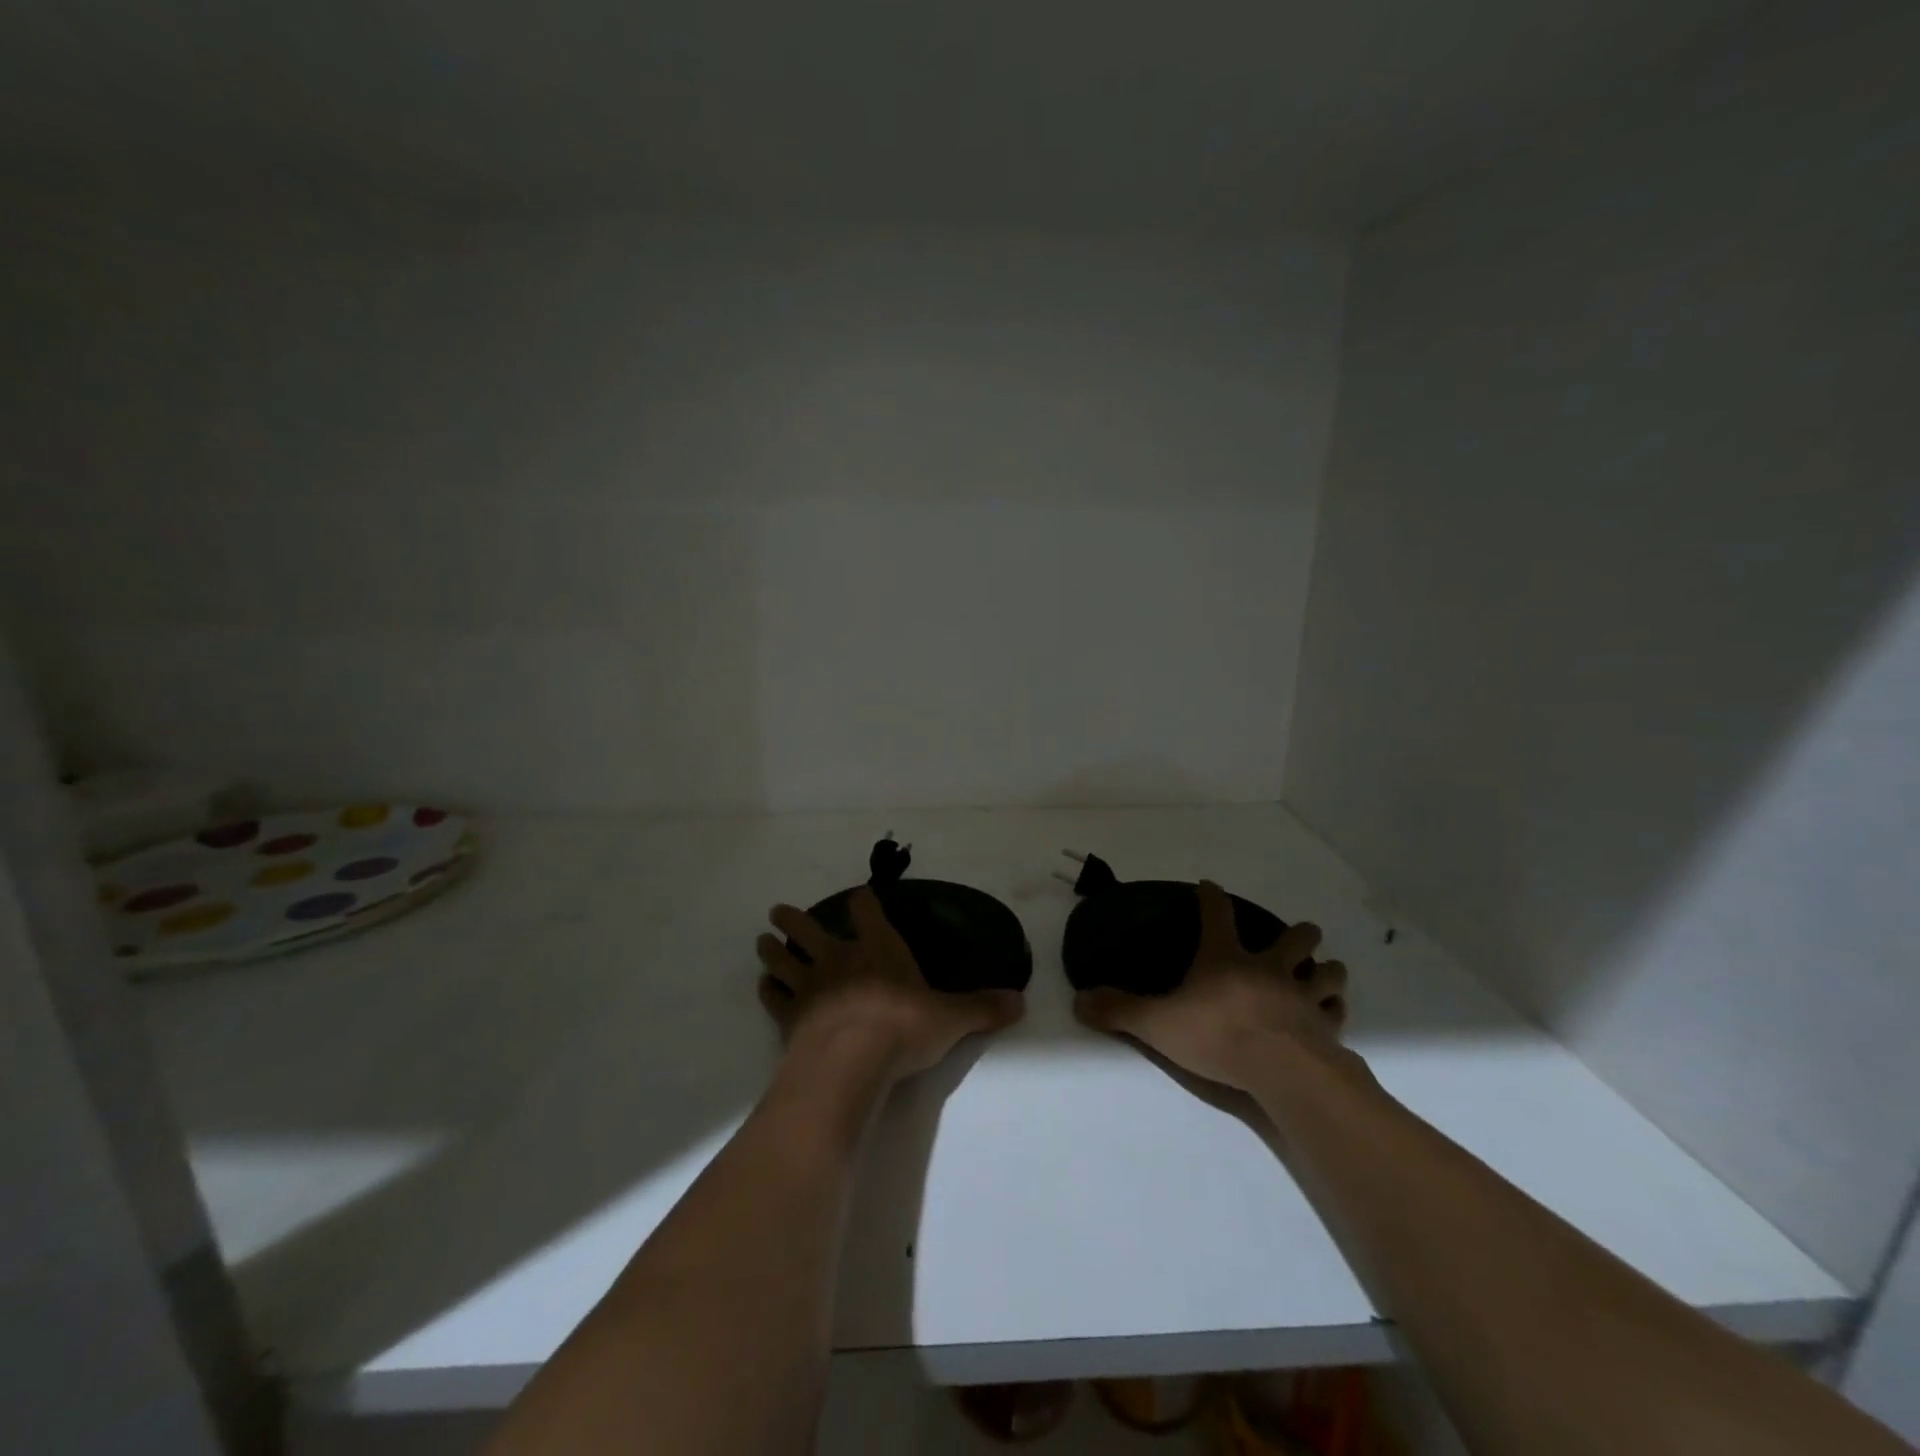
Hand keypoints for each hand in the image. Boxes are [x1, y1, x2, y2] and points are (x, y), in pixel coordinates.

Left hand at [756, 887, 1024, 1081]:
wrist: (852, 1060)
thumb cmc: (903, 1028)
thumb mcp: (952, 1018)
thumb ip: (982, 1008)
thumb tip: (1021, 1001)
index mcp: (878, 949)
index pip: (868, 913)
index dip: (863, 903)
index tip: (859, 896)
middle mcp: (840, 959)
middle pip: (809, 929)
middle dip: (795, 919)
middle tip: (778, 910)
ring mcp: (810, 986)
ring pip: (784, 958)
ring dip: (772, 948)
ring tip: (762, 939)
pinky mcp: (790, 1016)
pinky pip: (774, 998)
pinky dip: (767, 990)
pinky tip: (763, 986)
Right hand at [1073, 880, 1351, 1091]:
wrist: (1282, 1069)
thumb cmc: (1217, 1035)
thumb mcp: (1157, 1023)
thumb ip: (1119, 1011)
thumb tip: (1079, 1000)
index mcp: (1225, 959)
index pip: (1217, 915)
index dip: (1211, 898)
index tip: (1210, 885)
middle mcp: (1268, 969)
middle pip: (1292, 940)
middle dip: (1299, 933)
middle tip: (1303, 931)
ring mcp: (1301, 997)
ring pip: (1324, 974)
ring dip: (1327, 970)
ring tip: (1330, 969)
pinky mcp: (1325, 1028)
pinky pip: (1336, 1013)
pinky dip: (1336, 1010)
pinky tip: (1335, 1013)